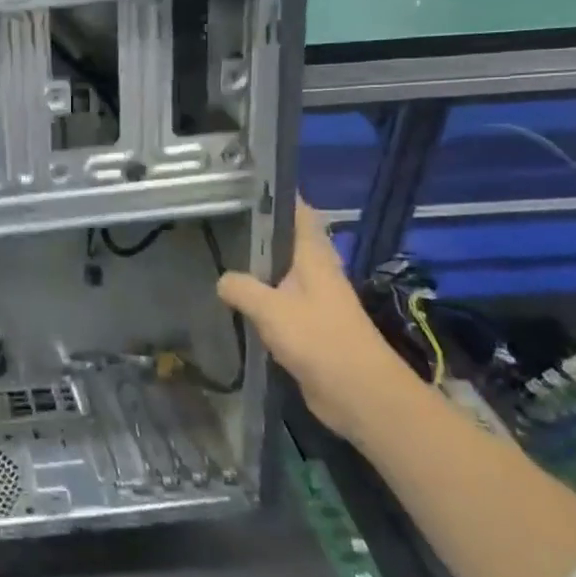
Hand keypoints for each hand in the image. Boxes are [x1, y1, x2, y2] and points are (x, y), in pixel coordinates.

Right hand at [215, 199, 420, 441]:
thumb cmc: (320, 341)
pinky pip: (275, 300)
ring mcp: (312, 299)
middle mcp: (315, 271)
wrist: (359, 395)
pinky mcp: (306, 326)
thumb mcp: (271, 309)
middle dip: (258, 228)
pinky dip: (256, 295)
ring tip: (217, 250)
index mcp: (313, 257)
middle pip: (286, 240)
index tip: (245, 182)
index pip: (299, 213)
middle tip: (218, 216)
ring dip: (255, 263)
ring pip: (278, 271)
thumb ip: (241, 288)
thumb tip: (222, 280)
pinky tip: (232, 297)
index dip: (278, 194)